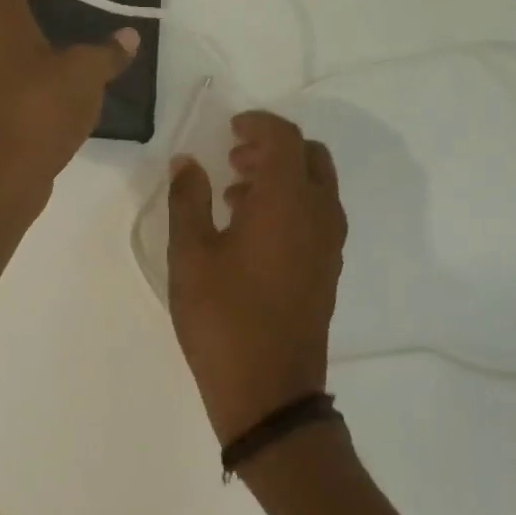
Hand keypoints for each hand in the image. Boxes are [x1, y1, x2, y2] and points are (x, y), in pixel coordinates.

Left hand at [0, 0, 137, 211]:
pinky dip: (28, 75)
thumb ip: (109, 51)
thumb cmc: (38, 112)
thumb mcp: (85, 76)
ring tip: (77, 49)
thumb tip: (128, 36)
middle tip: (84, 13)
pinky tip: (59, 87)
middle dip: (43, 10)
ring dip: (36, 46)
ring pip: (6, 45)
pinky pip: (5, 76)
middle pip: (7, 9)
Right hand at [166, 111, 346, 442]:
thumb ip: (187, 199)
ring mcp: (330, 243)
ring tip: (235, 194)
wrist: (269, 391)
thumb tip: (186, 161)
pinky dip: (293, 203)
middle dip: (273, 147)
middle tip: (234, 158)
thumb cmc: (222, 317)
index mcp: (287, 200)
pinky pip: (319, 215)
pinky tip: (253, 230)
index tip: (229, 128)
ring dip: (283, 175)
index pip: (284, 137)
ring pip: (318, 186)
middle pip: (310, 155)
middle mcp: (319, 213)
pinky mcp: (329, 268)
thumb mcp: (190, 254)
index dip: (257, 123)